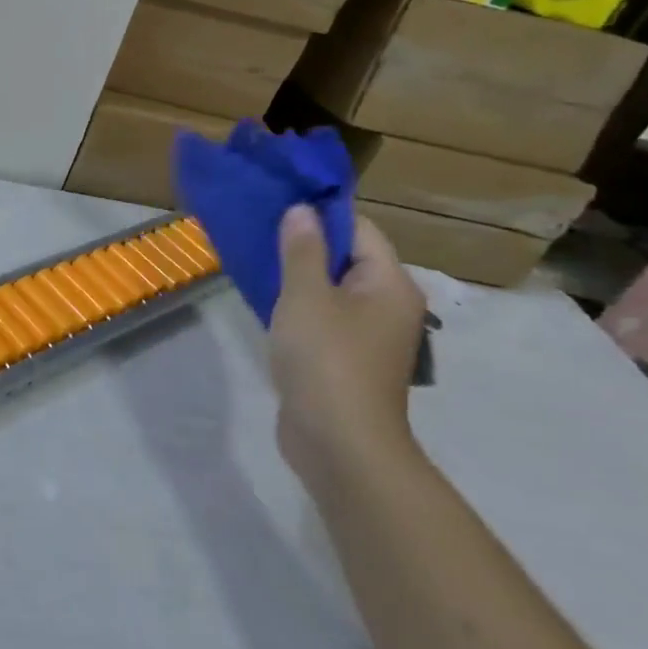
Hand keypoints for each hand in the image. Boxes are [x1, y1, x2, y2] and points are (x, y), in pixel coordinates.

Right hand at [267, 206, 426, 491]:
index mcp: (390, 284)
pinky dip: (300, 306)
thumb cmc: (326, 360)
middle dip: (304, 245)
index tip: (277, 204)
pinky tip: (268, 303)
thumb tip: (302, 210)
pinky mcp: (348, 360)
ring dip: (299, 276)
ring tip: (257, 261)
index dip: (320, 214)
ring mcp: (370, 336)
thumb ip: (302, 249)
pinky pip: (325, 318)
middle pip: (347, 258)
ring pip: (333, 290)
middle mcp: (389, 305)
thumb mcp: (306, 295)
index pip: (359, 229)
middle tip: (259, 231)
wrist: (339, 444)